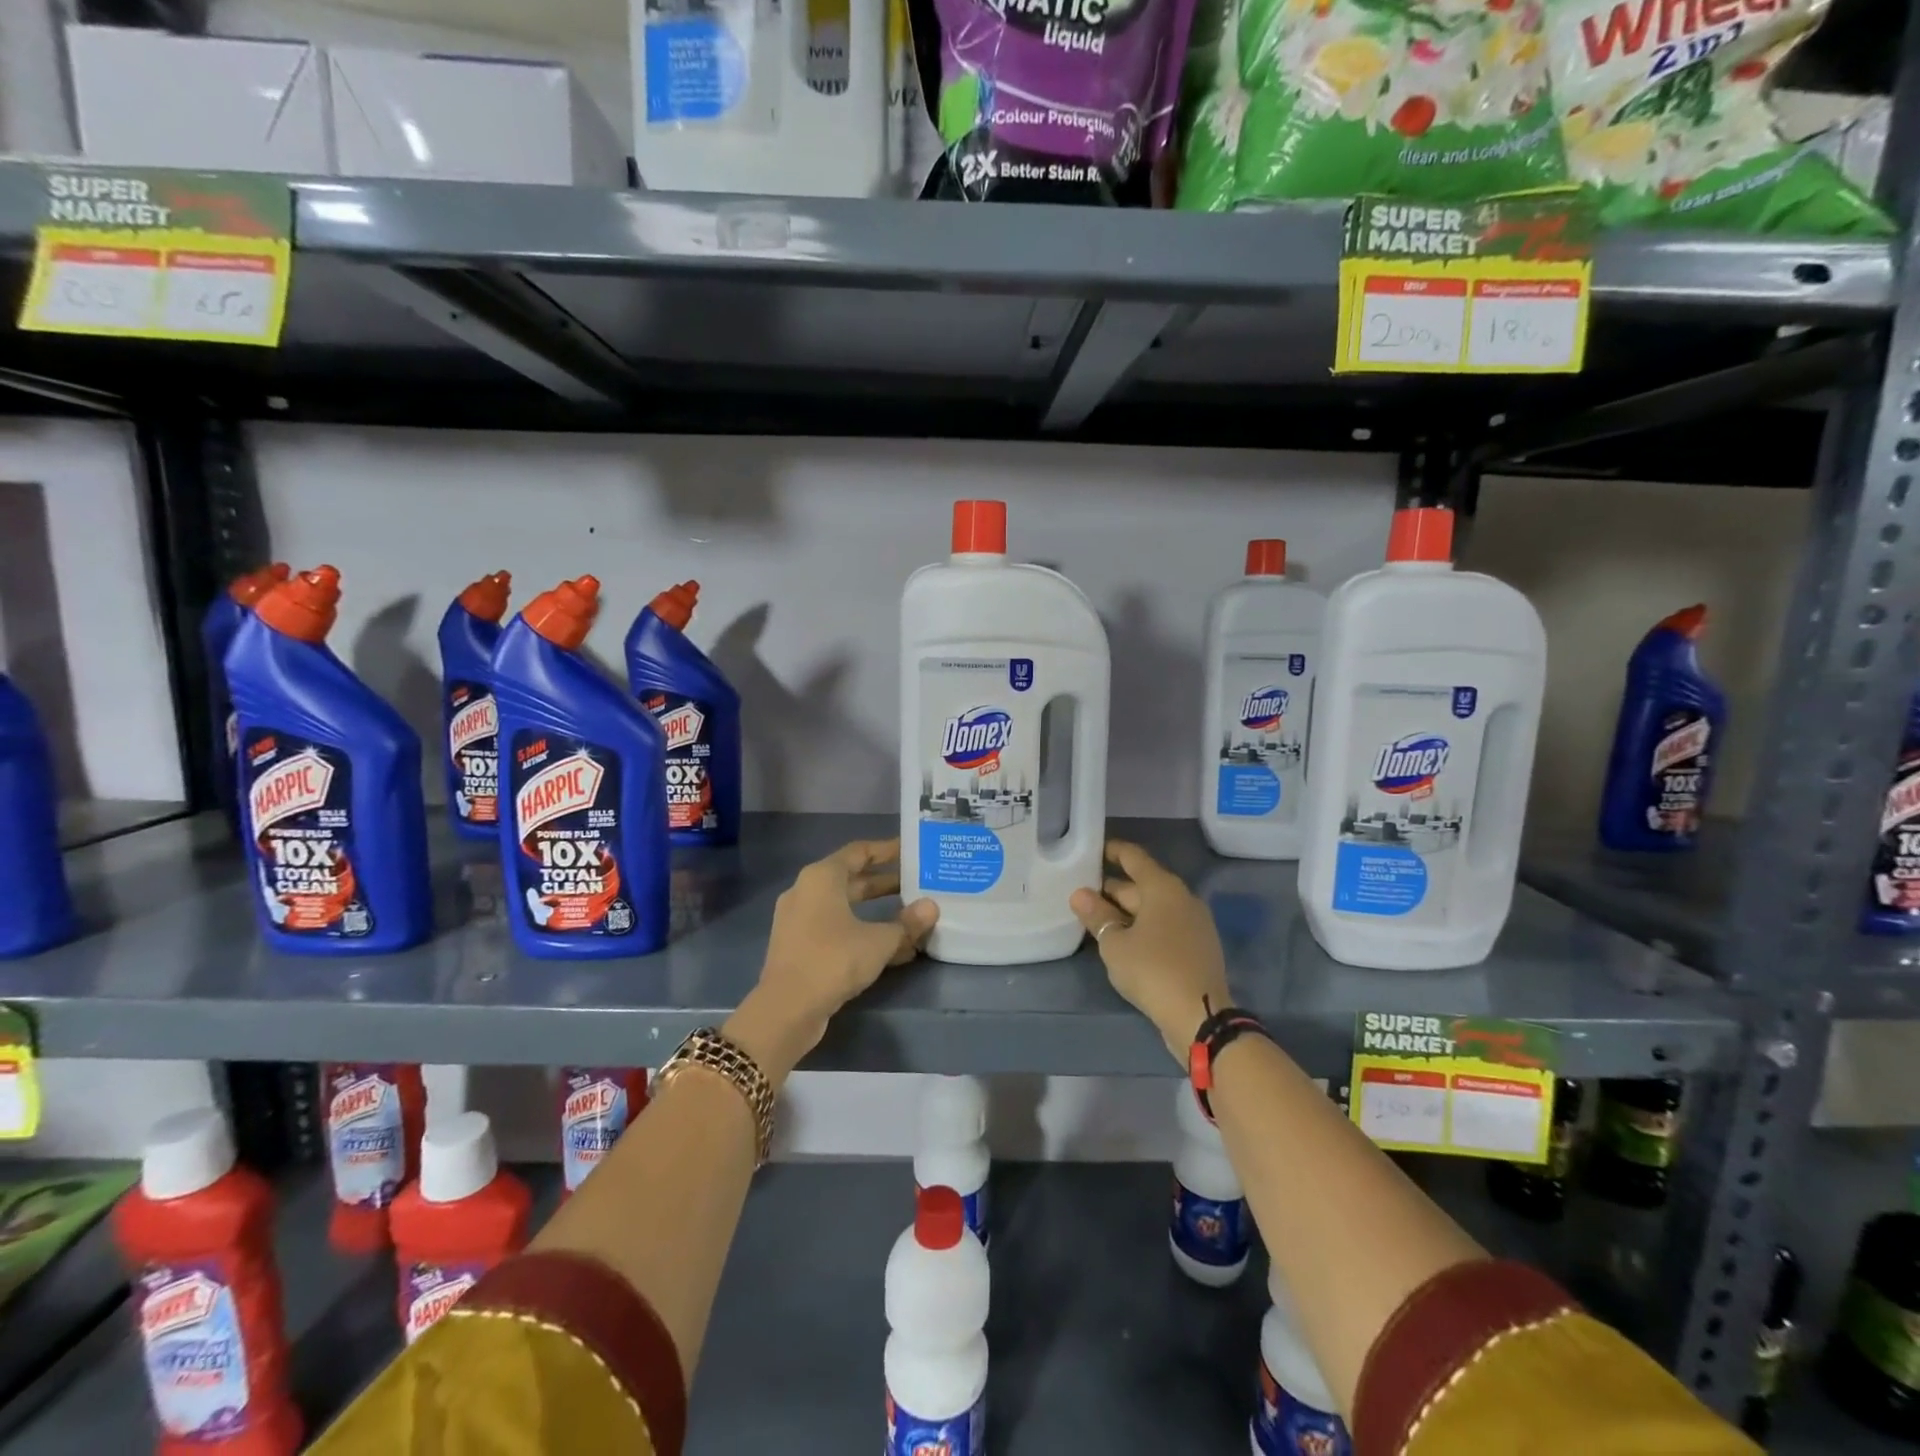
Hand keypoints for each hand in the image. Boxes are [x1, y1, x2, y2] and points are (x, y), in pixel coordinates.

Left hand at [726, 839, 937, 1081]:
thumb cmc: (833, 960)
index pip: (859, 851)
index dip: (886, 850)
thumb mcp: (879, 941)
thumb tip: (931, 907)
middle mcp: (806, 891)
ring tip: (910, 915)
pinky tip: (892, 949)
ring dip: (876, 910)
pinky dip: (861, 932)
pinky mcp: (799, 946)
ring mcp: (799, 920)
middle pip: (852, 879)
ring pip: (844, 906)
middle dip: (885, 883)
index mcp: (822, 877)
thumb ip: (907, 923)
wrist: (786, 1010)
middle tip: (918, 883)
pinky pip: (836, 929)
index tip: (912, 851)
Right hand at [1071, 840, 1231, 1065]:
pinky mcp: (1198, 947)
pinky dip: (1144, 926)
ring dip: (1128, 911)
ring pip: (1154, 907)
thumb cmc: (1152, 970)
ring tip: (1098, 917)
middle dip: (1114, 888)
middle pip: (1144, 884)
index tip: (1094, 850)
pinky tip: (1125, 940)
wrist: (1200, 1016)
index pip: (1134, 858)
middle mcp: (1183, 898)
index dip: (1113, 851)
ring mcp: (1195, 923)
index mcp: (1163, 888)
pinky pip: (1166, 926)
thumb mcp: (1115, 943)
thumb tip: (1079, 894)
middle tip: (1084, 893)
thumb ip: (1097, 915)